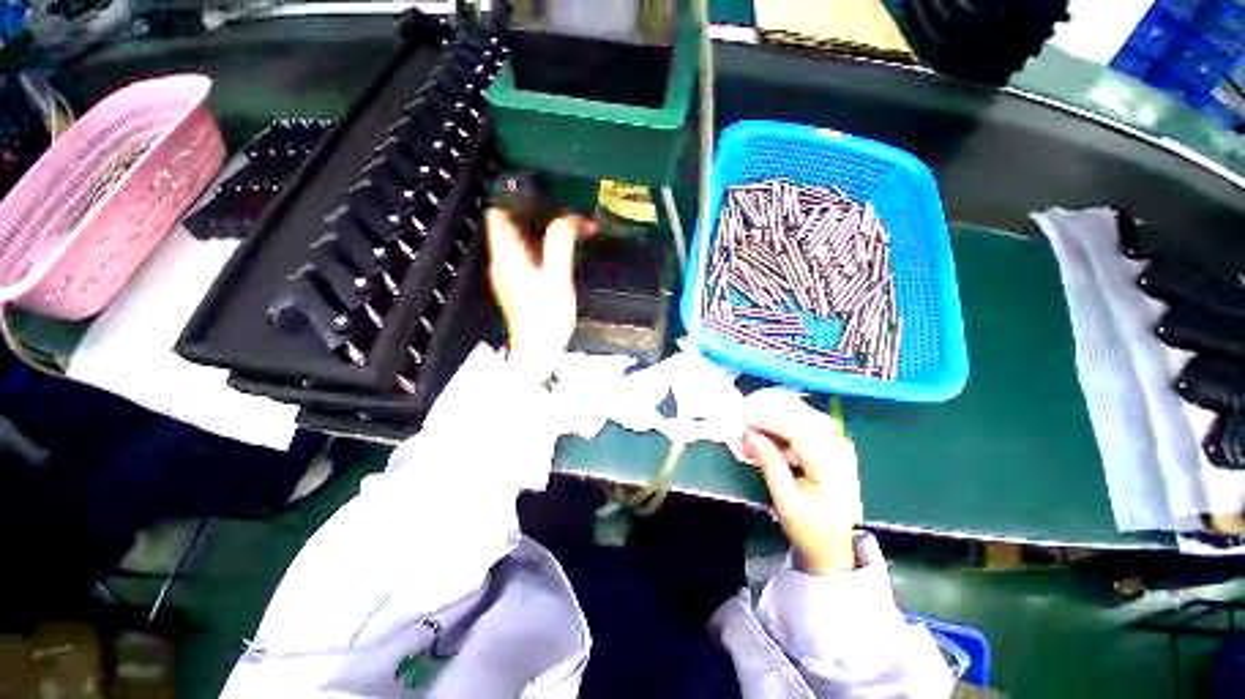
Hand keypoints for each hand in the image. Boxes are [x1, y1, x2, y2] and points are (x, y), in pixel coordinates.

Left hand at [486, 208, 587, 382]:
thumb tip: (569, 217)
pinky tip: (565, 250)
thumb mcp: (557, 277)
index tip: (544, 192)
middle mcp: (503, 261)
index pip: (498, 212)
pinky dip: (545, 247)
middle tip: (567, 210)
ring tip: (572, 227)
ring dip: (544, 230)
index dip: (516, 197)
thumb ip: (561, 243)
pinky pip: (529, 255)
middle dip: (538, 212)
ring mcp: (510, 274)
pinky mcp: (521, 285)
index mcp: (506, 254)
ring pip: (522, 240)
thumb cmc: (546, 317)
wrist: (539, 353)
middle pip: (512, 224)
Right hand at [741, 390, 862, 574]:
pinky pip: (803, 417)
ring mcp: (836, 441)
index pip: (796, 427)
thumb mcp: (786, 502)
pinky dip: (780, 416)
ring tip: (750, 418)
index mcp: (830, 463)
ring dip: (772, 409)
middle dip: (767, 407)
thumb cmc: (811, 528)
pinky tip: (764, 426)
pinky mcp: (830, 441)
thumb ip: (769, 464)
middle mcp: (837, 445)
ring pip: (801, 409)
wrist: (837, 546)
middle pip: (800, 411)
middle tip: (742, 413)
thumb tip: (748, 434)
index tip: (742, 419)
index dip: (765, 418)